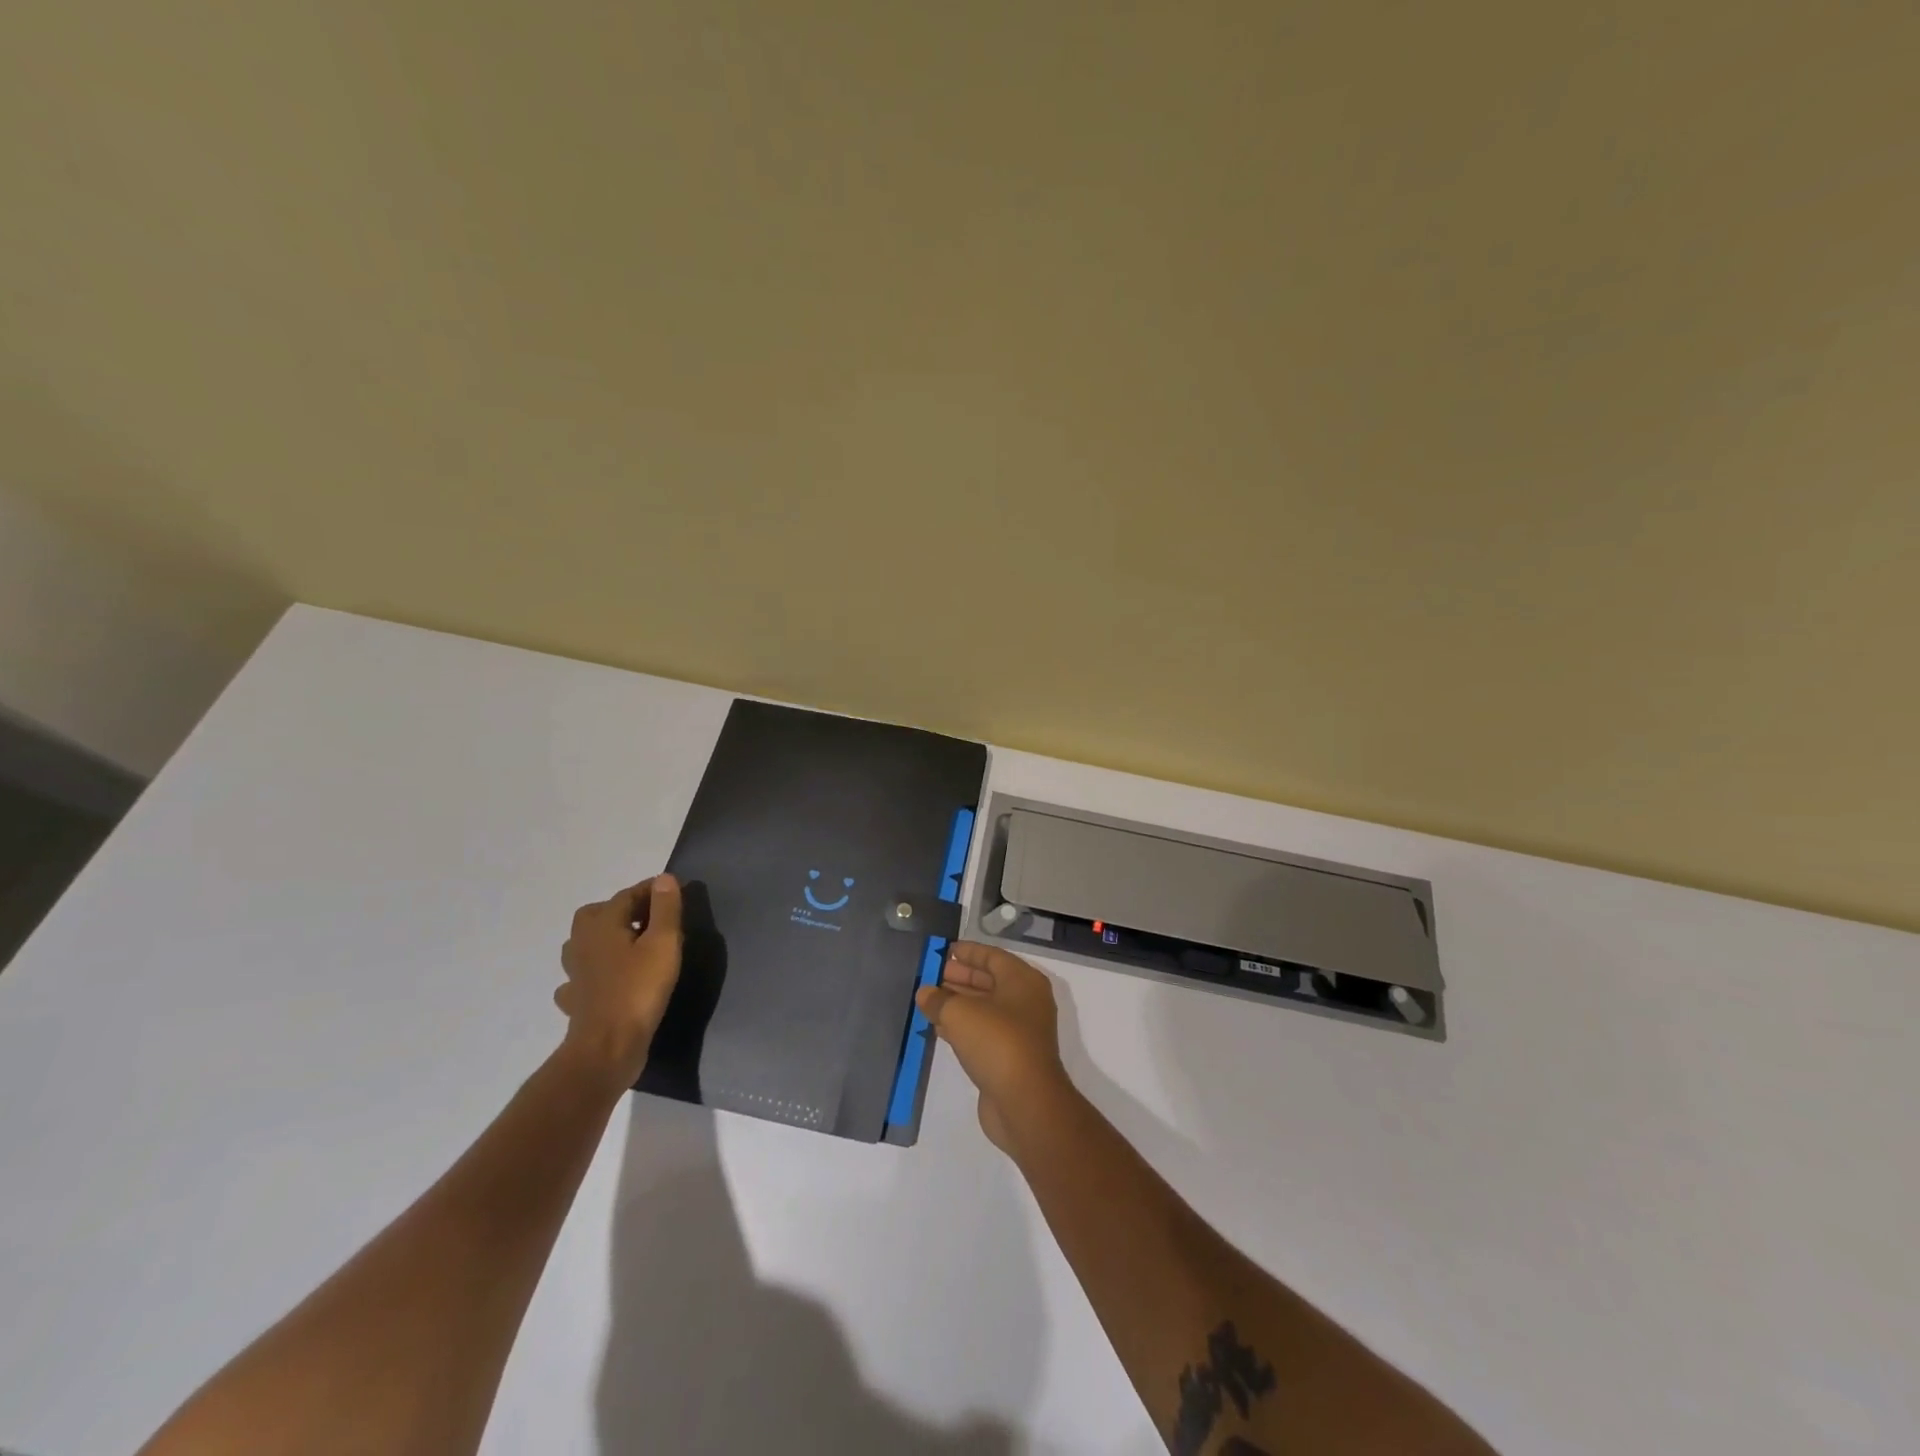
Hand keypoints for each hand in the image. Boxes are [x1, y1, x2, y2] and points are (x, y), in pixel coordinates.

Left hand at [555, 874, 683, 1091]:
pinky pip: (581, 978)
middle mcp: (582, 944)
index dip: (651, 890)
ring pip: (584, 944)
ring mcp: (575, 974)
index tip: (673, 890)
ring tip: (631, 945)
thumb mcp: (663, 944)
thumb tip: (664, 878)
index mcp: (602, 925)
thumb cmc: (639, 989)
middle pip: (597, 914)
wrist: (607, 1048)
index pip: (627, 895)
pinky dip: (593, 973)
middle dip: (621, 910)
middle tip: (649, 917)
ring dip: (604, 939)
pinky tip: (608, 980)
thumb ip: (665, 908)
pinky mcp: (576, 1001)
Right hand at [916, 942, 1074, 1153]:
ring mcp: (1019, 1031)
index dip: (967, 952)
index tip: (942, 950)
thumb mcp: (960, 1013)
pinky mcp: (1009, 1057)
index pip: (992, 956)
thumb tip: (925, 993)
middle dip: (959, 977)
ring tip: (927, 999)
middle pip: (988, 981)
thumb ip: (939, 999)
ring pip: (984, 1008)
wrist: (1026, 1103)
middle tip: (930, 975)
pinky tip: (937, 1027)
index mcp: (1022, 981)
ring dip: (957, 1003)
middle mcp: (1025, 1002)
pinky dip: (961, 1027)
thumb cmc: (997, 1043)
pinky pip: (982, 1033)